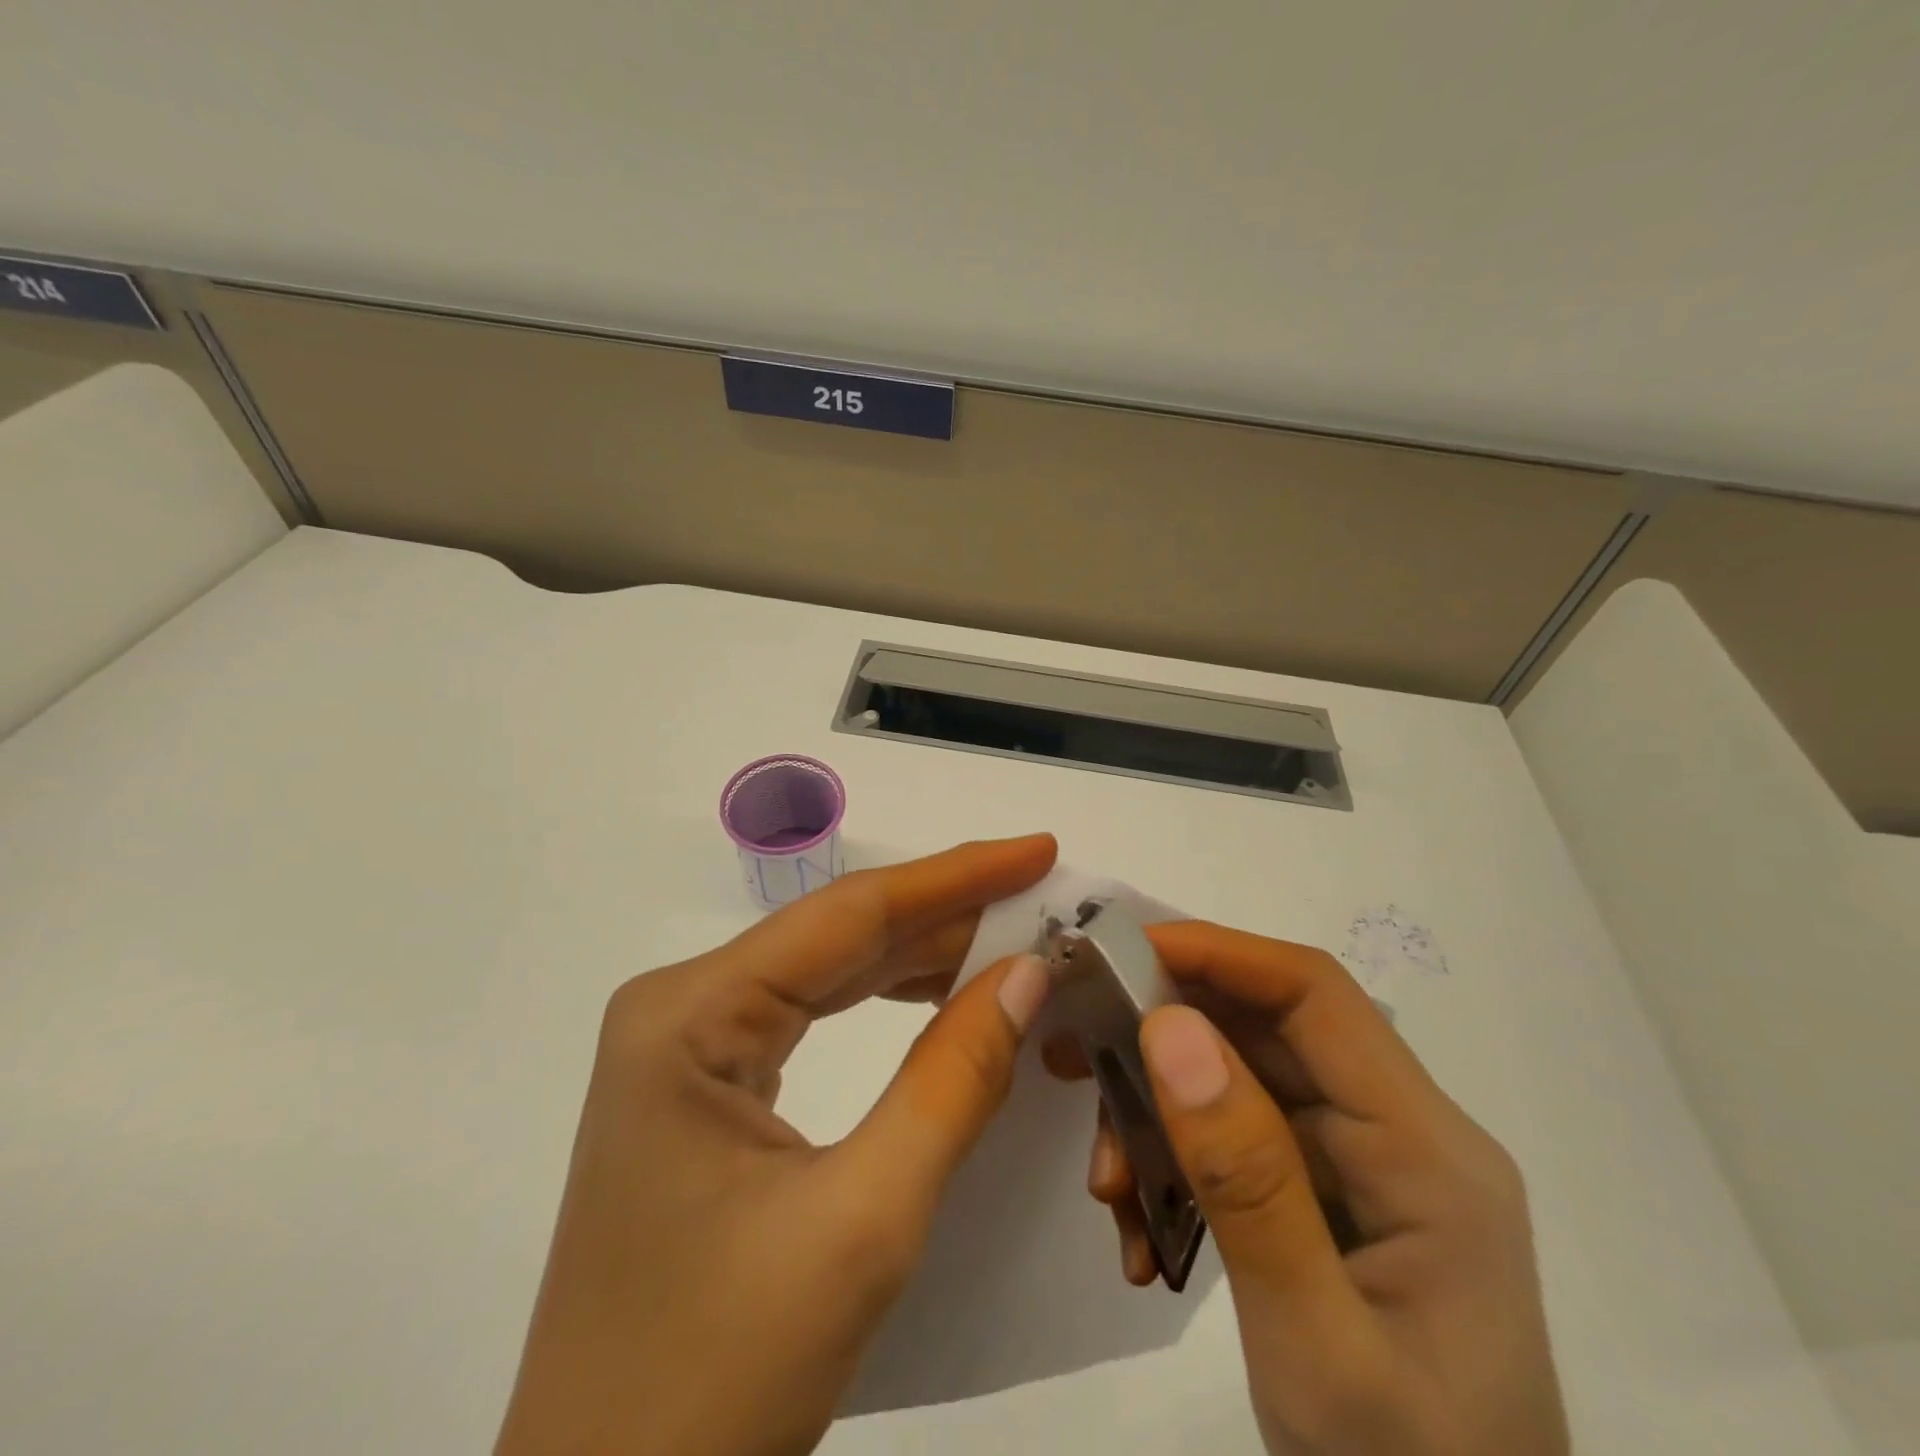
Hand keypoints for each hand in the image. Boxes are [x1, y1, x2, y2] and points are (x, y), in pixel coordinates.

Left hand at [494, 834, 1058, 1455]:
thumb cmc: (718, 1381)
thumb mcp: (863, 1221)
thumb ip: (954, 1080)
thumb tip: (1030, 972)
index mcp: (690, 1013)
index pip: (849, 915)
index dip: (956, 876)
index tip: (1039, 849)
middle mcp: (682, 1007)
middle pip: (840, 937)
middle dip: (948, 916)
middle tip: (1043, 900)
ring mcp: (689, 1046)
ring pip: (831, 972)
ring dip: (924, 957)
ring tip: (1014, 939)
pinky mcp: (707, 1085)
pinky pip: (814, 1017)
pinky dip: (889, 1002)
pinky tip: (945, 996)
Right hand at [1052, 922, 1567, 1455]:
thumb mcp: (1316, 1345)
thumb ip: (1245, 1179)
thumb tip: (1171, 1027)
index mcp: (1426, 1149)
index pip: (1315, 994)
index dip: (1216, 953)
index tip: (1119, 954)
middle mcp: (1400, 1135)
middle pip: (1267, 1032)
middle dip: (1165, 1037)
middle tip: (1077, 1055)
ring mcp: (1366, 1168)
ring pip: (1240, 1082)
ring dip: (1161, 1114)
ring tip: (1108, 1183)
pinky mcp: (1332, 1199)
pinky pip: (1239, 1140)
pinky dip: (1179, 1162)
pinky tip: (1144, 1229)